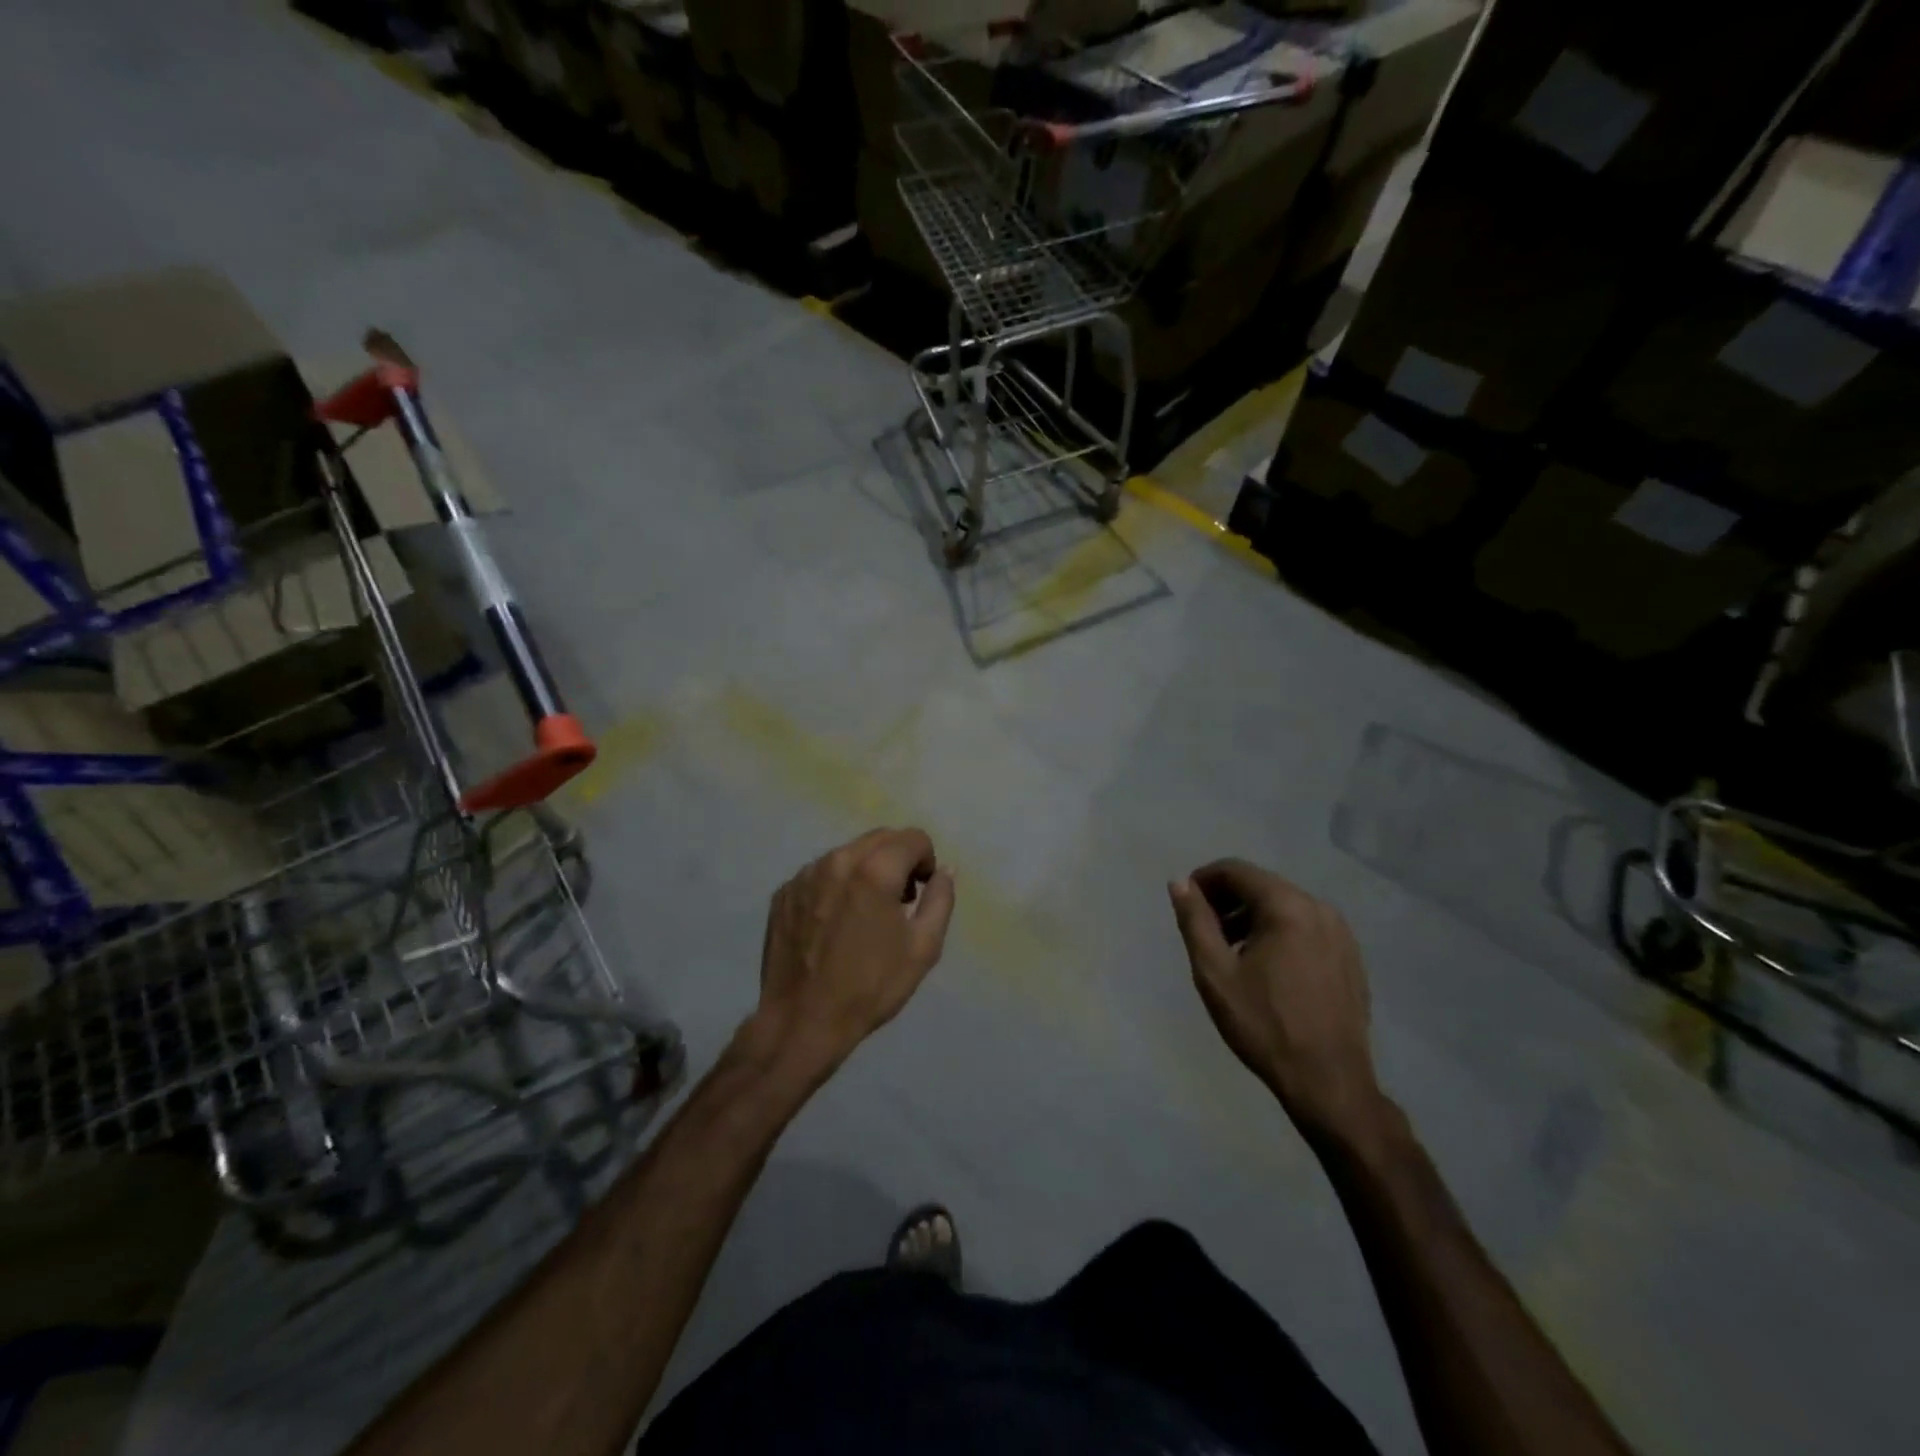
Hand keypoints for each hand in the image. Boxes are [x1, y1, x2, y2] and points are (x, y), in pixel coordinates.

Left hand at [753, 827, 956, 1072]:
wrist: (802, 1020)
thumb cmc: (870, 986)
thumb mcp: (923, 948)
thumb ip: (940, 899)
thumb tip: (944, 870)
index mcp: (875, 870)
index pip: (913, 838)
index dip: (926, 861)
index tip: (921, 892)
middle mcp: (837, 860)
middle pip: (880, 838)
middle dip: (898, 859)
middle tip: (899, 901)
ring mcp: (805, 875)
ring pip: (848, 854)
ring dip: (865, 871)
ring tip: (864, 914)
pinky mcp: (784, 892)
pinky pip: (820, 874)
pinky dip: (835, 886)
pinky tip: (833, 924)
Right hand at [1169, 860, 1382, 1142]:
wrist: (1329, 1081)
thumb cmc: (1263, 1025)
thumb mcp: (1214, 972)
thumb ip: (1195, 920)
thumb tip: (1181, 883)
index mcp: (1287, 906)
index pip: (1236, 870)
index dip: (1204, 880)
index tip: (1187, 905)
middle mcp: (1319, 908)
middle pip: (1262, 885)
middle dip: (1227, 900)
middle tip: (1205, 931)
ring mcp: (1341, 933)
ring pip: (1285, 906)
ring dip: (1252, 916)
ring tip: (1232, 951)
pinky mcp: (1350, 956)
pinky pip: (1306, 927)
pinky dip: (1279, 932)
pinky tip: (1267, 968)